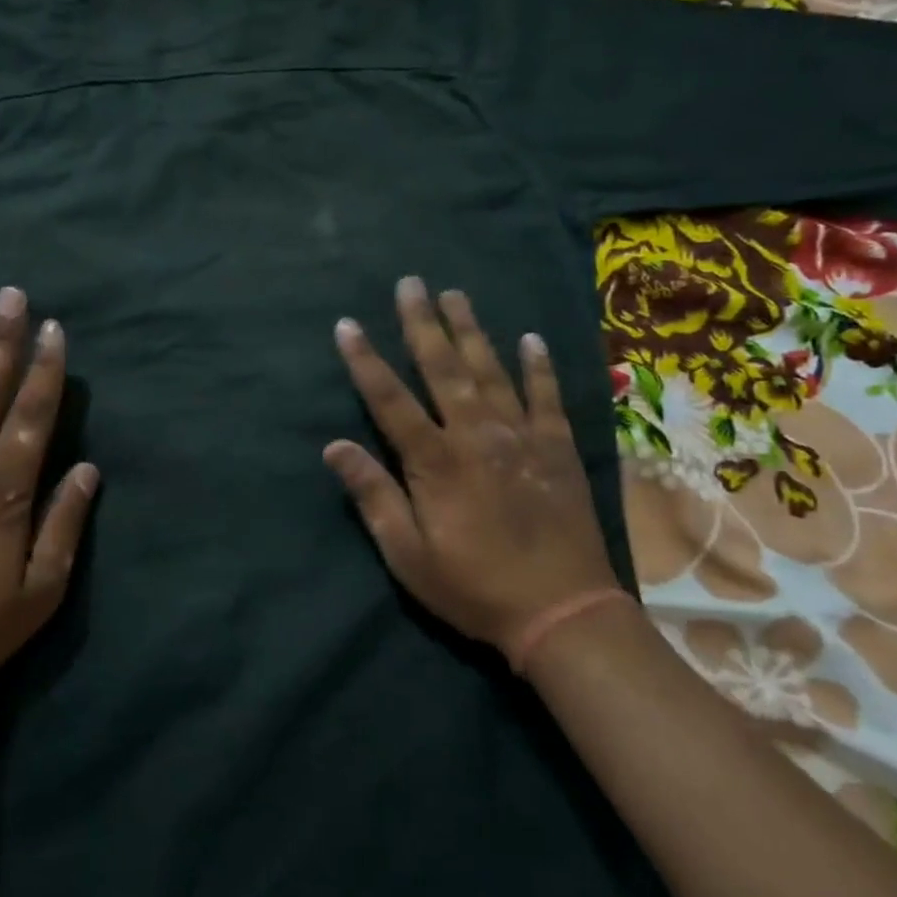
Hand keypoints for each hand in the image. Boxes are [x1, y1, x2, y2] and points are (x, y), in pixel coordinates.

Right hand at [323, 278, 619, 665]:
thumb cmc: (474, 587)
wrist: (562, 612)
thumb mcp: (408, 555)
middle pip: (443, 369)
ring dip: (471, 330)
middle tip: (410, 283)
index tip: (347, 325)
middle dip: (422, 324)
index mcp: (435, 462)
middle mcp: (477, 436)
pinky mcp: (558, 449)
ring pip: (491, 370)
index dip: (365, 361)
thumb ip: (373, 496)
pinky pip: (547, 396)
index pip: (390, 400)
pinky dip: (538, 366)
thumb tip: (334, 447)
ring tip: (455, 294)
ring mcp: (522, 438)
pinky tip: (529, 338)